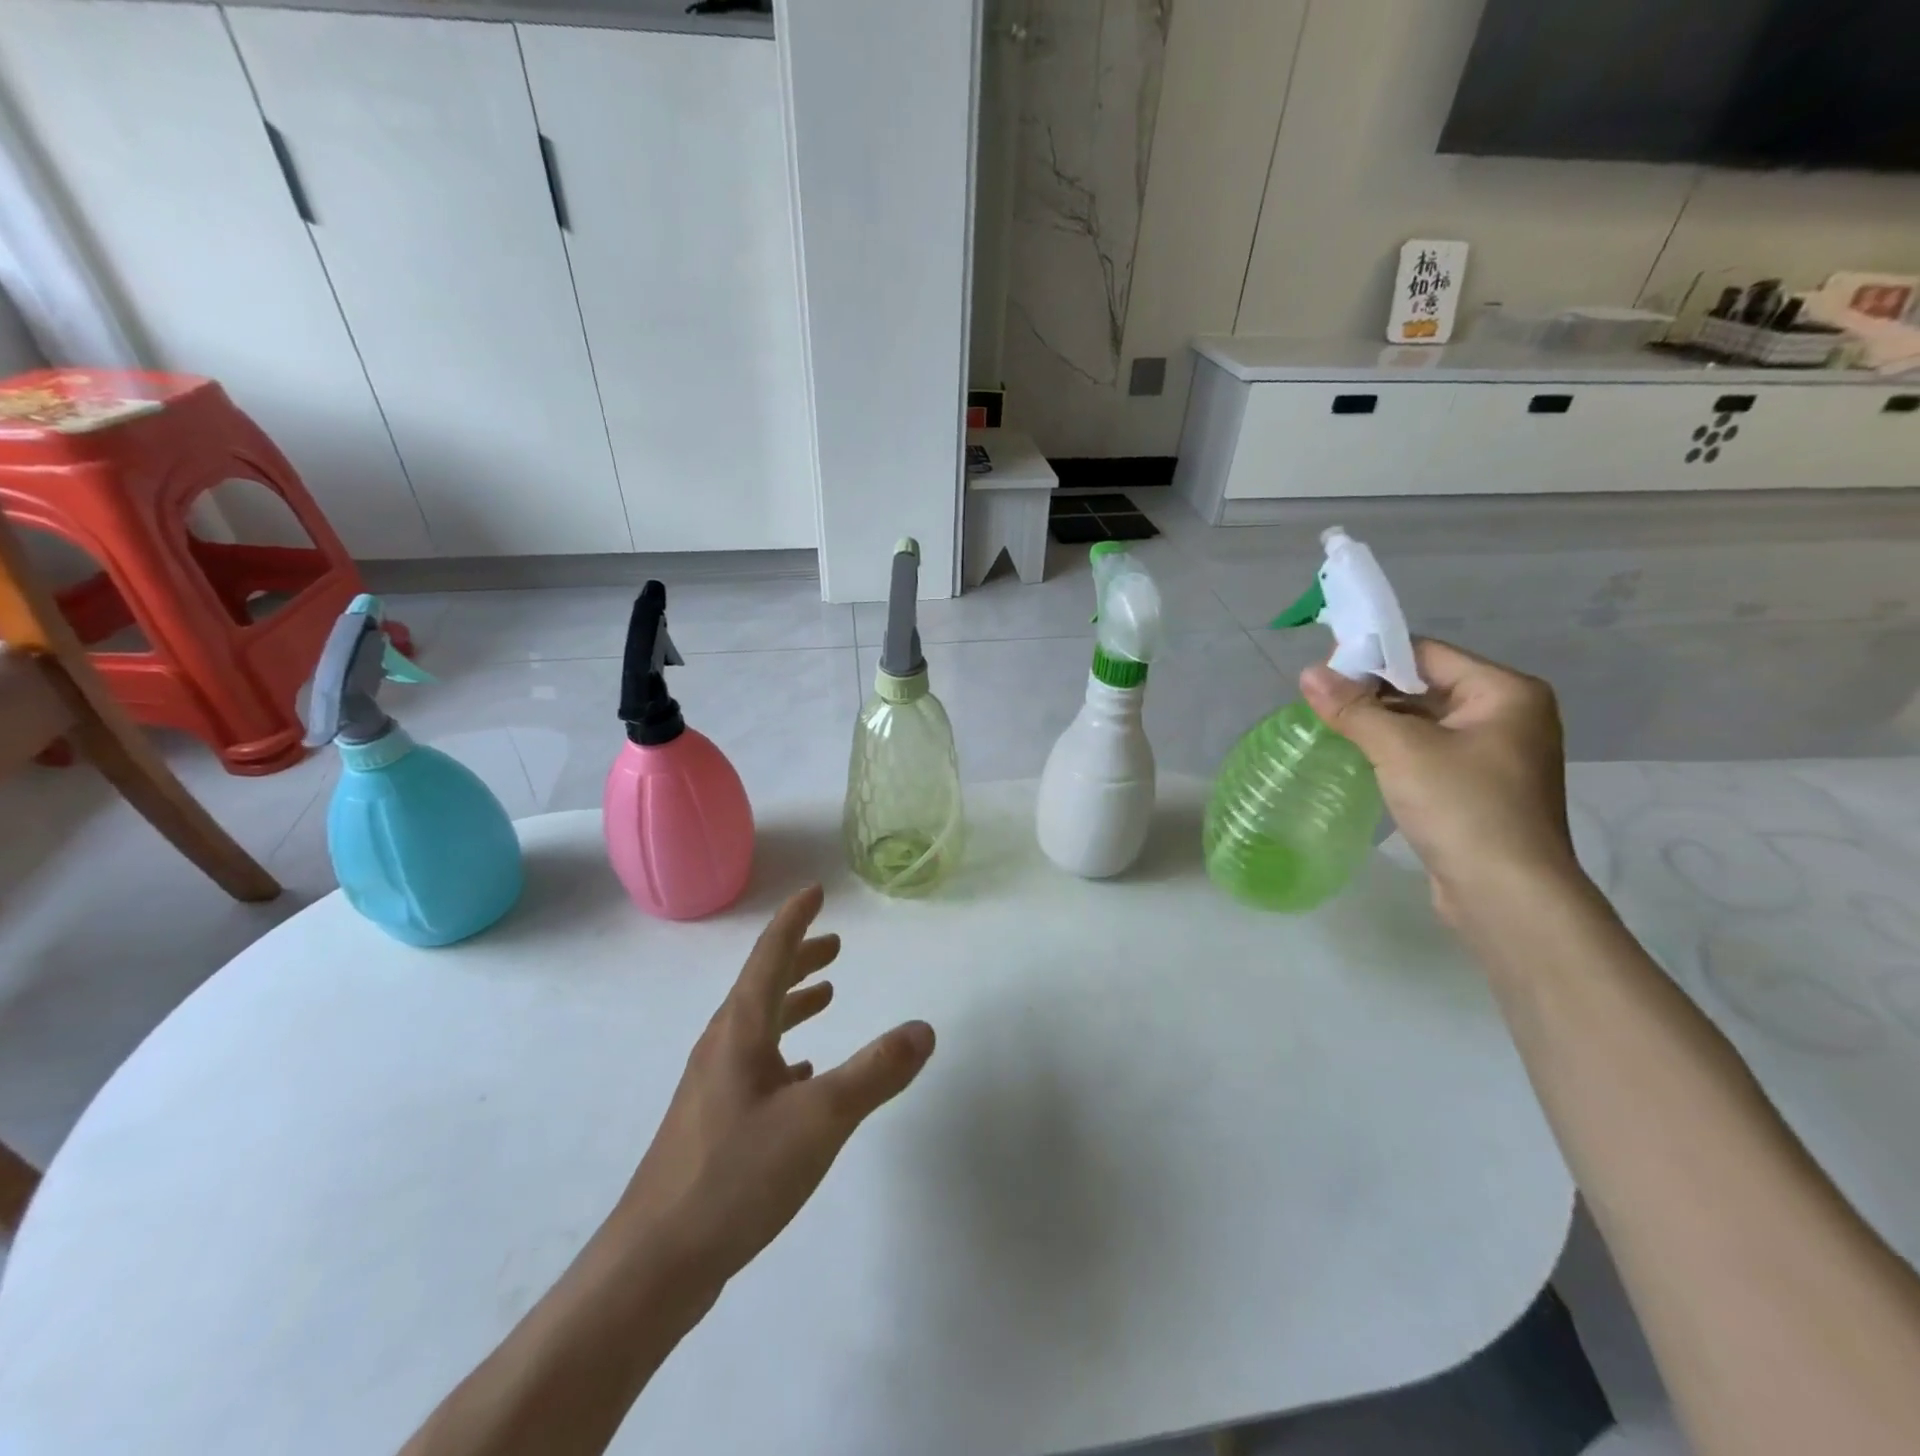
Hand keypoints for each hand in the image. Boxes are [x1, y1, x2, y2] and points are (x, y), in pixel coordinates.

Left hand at [614, 885, 934, 1281]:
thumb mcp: (820, 1119)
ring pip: (758, 1024)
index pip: (770, 954)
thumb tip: (923, 1029)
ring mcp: (713, 1085)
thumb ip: (875, 1072)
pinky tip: (800, 1071)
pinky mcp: (713, 1122)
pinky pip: (754, 1064)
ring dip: (792, 1002)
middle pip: (763, 985)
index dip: (795, 919)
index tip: (815, 892)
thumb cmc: (736, 1174)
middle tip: (834, 945)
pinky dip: (783, 1049)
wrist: (655, 1264)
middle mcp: (722, 1046)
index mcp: (741, 1029)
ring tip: (826, 996)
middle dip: (799, 959)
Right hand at [1299, 639, 1582, 921]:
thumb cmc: (1462, 807)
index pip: (1427, 654)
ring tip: (1331, 728)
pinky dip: (1395, 750)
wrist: (1506, 895)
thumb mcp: (1400, 750)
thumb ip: (1352, 708)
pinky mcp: (1479, 787)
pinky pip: (1429, 752)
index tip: (1324, 674)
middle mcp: (1508, 715)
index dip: (1373, 657)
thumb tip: (1308, 673)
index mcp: (1505, 692)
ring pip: (1425, 722)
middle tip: (1321, 703)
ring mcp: (1496, 754)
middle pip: (1425, 686)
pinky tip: (1359, 758)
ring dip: (1380, 723)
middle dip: (1372, 693)